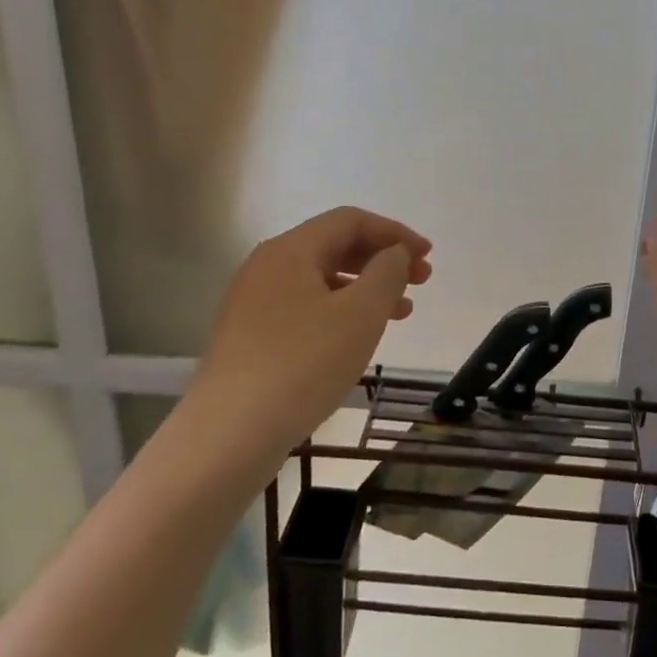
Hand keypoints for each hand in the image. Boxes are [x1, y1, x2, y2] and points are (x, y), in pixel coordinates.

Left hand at [186, 207, 432, 461]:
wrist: (228, 435)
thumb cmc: (303, 364)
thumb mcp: (360, 314)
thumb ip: (387, 273)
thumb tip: (394, 254)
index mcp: (291, 250)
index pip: (350, 221)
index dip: (394, 233)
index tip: (428, 255)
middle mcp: (268, 267)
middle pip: (334, 246)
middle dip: (382, 259)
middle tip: (421, 282)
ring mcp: (255, 303)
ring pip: (322, 280)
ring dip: (366, 288)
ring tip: (402, 313)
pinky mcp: (251, 337)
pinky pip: (306, 307)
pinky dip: (341, 312)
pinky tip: (360, 338)